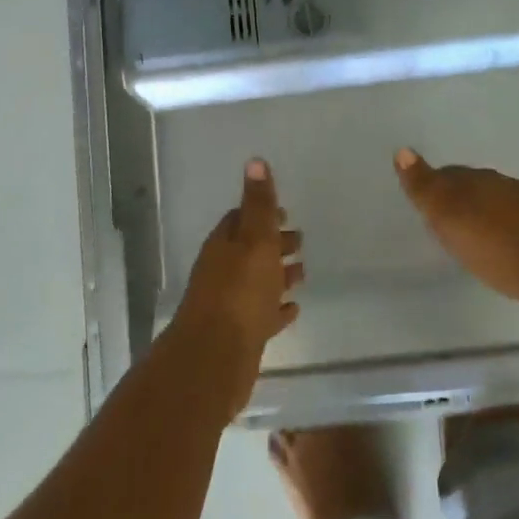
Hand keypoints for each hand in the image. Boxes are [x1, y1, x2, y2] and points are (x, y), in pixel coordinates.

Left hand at [172, 158, 302, 411]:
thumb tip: (255, 161)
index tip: (285, 212)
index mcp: (224, 246)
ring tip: (303, 272)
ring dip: (278, 275)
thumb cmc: (239, 292)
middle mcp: (222, 272)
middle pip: (250, 251)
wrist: (215, 358)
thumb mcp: (255, 240)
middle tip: (300, 240)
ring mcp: (230, 305)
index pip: (240, 220)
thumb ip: (258, 204)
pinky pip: (262, 315)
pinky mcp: (240, 335)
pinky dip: (277, 309)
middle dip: (274, 243)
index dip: (262, 213)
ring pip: (257, 282)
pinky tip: (294, 309)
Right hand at [394, 148, 518, 314]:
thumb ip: (425, 187)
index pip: (446, 175)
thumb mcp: (450, 218)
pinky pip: (515, 220)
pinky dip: (503, 228)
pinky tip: (502, 244)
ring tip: (471, 232)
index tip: (424, 201)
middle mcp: (501, 185)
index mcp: (474, 180)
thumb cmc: (497, 245)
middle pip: (472, 186)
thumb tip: (401, 150)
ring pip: (496, 202)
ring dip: (483, 213)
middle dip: (458, 197)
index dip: (433, 186)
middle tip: (444, 217)